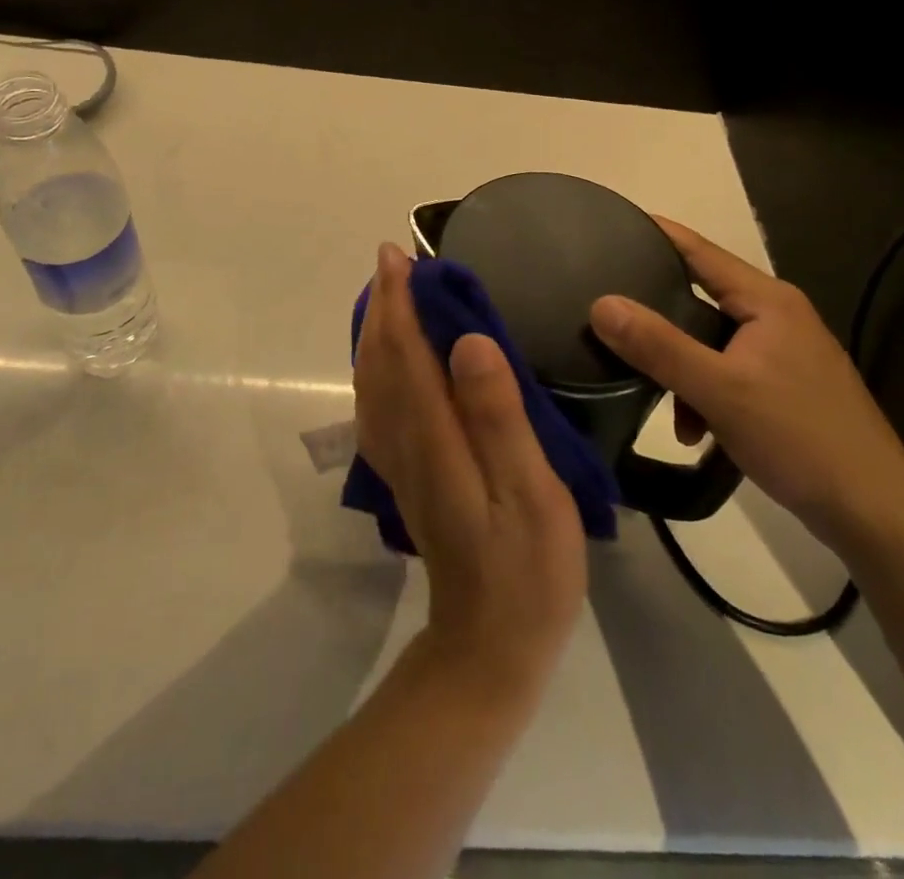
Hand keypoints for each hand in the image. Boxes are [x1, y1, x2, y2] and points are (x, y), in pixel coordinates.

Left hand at [355, 243, 586, 696]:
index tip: (399, 255)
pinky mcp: (407, 476)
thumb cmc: (526, 569)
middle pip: (381, 360)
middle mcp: (404, 440)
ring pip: (373, 381)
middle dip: (384, 306)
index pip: (406, 352)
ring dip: (377, 332)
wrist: (489, 647)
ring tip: (390, 296)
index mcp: (434, 435)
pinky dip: (378, 368)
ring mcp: (400, 461)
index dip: (400, 300)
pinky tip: (392, 360)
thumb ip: (498, 415)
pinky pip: (378, 405)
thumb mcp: (530, 492)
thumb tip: (468, 341)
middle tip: (394, 261)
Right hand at [588, 218, 903, 552]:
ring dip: (681, 368)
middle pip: (702, 298)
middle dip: (658, 316)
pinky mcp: (787, 389)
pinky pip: (729, 374)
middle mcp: (778, 316)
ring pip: (712, 342)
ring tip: (656, 399)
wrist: (876, 514)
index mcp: (768, 301)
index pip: (701, 251)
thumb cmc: (799, 438)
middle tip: (610, 317)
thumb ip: (658, 346)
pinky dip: (705, 394)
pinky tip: (695, 432)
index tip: (613, 226)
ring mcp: (785, 354)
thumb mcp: (719, 390)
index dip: (657, 235)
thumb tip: (601, 304)